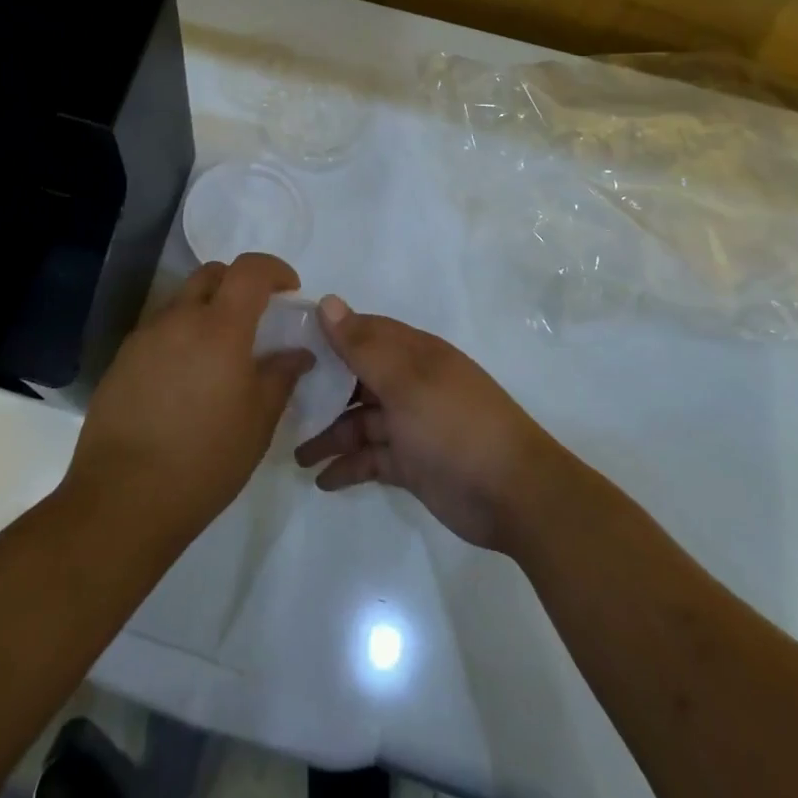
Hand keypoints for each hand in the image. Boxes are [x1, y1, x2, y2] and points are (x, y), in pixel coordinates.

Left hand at [64, 253, 310, 544]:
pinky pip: (159, 331)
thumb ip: (281, 376)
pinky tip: (184, 381)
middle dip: (238, 283)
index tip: (289, 289)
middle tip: (255, 318)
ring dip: (206, 311)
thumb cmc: (204, 460)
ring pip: (182, 302)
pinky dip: (180, 337)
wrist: (122, 499)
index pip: (249, 270)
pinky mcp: (122, 359)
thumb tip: (298, 352)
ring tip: (218, 356)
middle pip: (211, 275)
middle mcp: (179, 318)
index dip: (274, 269)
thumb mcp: (258, 422)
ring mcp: (145, 337)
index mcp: (219, 327)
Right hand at [294, 297, 574, 553]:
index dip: (327, 336)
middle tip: (281, 404)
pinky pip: (371, 458)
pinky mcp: (412, 463)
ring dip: (330, 435)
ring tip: (296, 455)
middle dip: (321, 390)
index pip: (362, 332)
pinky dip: (348, 467)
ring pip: (360, 421)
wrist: (515, 495)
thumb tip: (327, 302)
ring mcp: (410, 424)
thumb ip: (363, 346)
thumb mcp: (406, 382)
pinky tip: (322, 480)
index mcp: (412, 354)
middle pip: (356, 378)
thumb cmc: (456, 425)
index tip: (287, 344)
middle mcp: (409, 383)